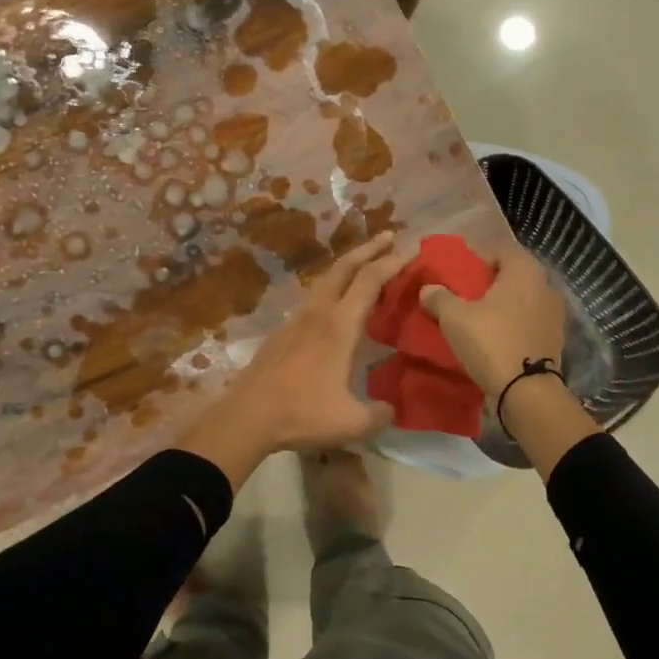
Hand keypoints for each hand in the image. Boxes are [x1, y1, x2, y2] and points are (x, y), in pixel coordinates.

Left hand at [178, 232, 406, 488]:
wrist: (246, 417)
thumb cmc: (302, 414)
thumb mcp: (352, 422)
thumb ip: (379, 413)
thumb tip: (390, 408)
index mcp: (339, 327)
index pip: (370, 281)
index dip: (392, 262)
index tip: (412, 250)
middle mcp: (317, 314)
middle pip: (344, 267)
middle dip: (369, 248)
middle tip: (389, 236)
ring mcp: (295, 321)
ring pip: (325, 281)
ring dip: (348, 268)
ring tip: (364, 268)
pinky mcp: (281, 334)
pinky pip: (312, 301)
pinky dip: (331, 291)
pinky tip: (334, 307)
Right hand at [419, 245, 564, 398]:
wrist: (527, 390)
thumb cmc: (491, 341)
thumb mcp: (454, 318)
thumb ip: (439, 298)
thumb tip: (427, 289)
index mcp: (524, 270)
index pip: (501, 249)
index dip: (478, 257)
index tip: (459, 272)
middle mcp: (545, 285)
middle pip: (513, 275)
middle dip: (489, 282)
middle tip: (464, 295)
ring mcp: (554, 314)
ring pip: (522, 300)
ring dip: (502, 305)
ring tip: (478, 318)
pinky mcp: (554, 338)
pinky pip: (529, 322)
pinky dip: (513, 325)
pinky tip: (495, 338)